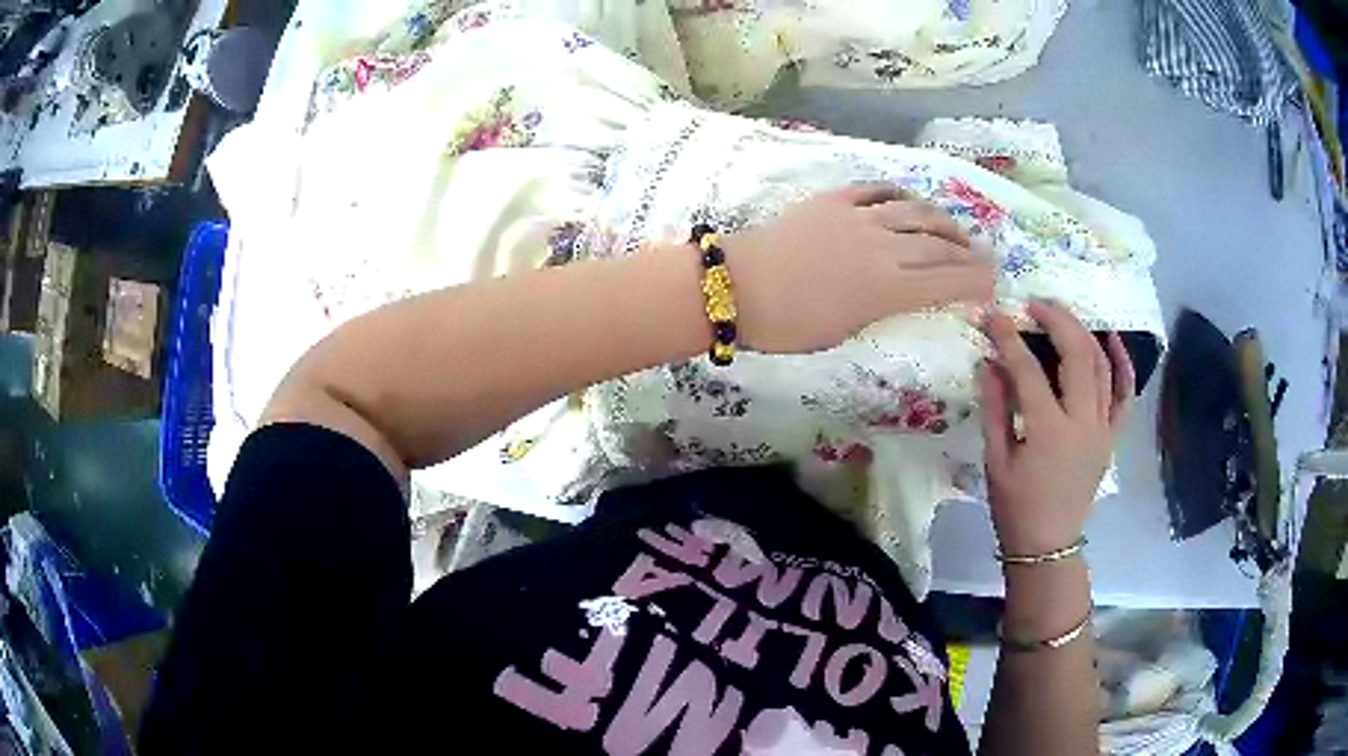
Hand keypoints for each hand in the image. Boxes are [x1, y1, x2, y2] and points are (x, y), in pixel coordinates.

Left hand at [723, 184, 994, 352]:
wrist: (736, 284)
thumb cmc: (786, 325)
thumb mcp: (843, 332)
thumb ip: (881, 310)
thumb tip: (902, 294)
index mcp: (886, 288)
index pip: (945, 282)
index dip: (974, 281)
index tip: (992, 282)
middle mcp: (883, 248)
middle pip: (937, 245)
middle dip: (967, 252)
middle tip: (985, 257)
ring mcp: (859, 217)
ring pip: (915, 212)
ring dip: (942, 221)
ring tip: (956, 230)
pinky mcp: (834, 200)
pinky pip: (877, 190)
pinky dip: (900, 195)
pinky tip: (910, 201)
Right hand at [979, 301, 1134, 556]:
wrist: (1048, 544)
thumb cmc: (1015, 507)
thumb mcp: (996, 460)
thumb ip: (995, 407)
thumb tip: (989, 362)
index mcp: (1049, 432)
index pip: (1028, 370)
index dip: (1008, 338)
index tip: (992, 315)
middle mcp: (1083, 423)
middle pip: (1076, 355)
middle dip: (1056, 320)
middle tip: (1034, 304)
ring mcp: (1103, 428)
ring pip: (1101, 366)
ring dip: (1083, 332)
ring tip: (1062, 314)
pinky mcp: (1112, 435)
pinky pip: (1124, 393)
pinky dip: (1122, 363)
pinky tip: (1112, 339)